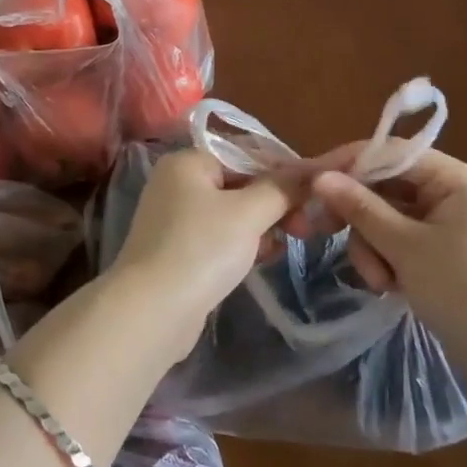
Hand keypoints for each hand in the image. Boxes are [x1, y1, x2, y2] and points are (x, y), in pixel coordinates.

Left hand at [106, 148, 291, 363]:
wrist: (151, 312)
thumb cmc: (202, 249)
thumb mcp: (248, 214)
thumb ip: (281, 189)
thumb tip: (311, 172)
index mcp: (188, 161)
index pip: (246, 154)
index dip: (283, 171)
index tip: (315, 195)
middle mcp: (177, 182)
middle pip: (240, 183)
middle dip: (275, 203)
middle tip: (305, 227)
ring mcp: (174, 218)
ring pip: (232, 213)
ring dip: (262, 226)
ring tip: (285, 244)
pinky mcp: (178, 250)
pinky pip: (219, 236)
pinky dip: (242, 244)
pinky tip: (263, 258)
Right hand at [311, 147, 466, 388]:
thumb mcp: (407, 248)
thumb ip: (361, 208)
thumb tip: (319, 177)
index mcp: (454, 179)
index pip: (389, 153)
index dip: (347, 164)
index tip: (309, 181)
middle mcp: (451, 193)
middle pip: (385, 187)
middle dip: (359, 217)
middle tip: (321, 232)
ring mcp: (447, 225)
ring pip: (387, 218)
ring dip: (373, 246)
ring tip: (379, 282)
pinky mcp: (442, 253)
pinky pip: (401, 241)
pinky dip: (388, 260)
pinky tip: (389, 287)